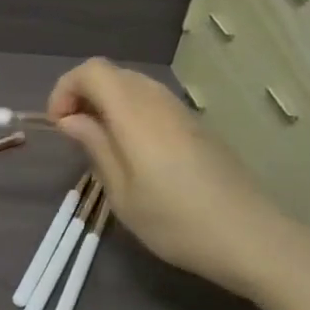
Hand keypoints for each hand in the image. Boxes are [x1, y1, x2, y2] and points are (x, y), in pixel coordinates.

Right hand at [47, 57, 309, 297]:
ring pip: (133, 85)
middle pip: (112, 73)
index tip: (59, 125)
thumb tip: (71, 119)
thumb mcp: (121, 192)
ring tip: (100, 143)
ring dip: (107, 103)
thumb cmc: (175, 221)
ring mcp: (181, 111)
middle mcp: (158, 101)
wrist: (250, 238)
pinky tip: (133, 151)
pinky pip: (153, 101)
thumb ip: (95, 146)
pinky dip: (130, 112)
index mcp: (135, 113)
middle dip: (83, 94)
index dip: (66, 89)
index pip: (92, 71)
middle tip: (74, 134)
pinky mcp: (196, 126)